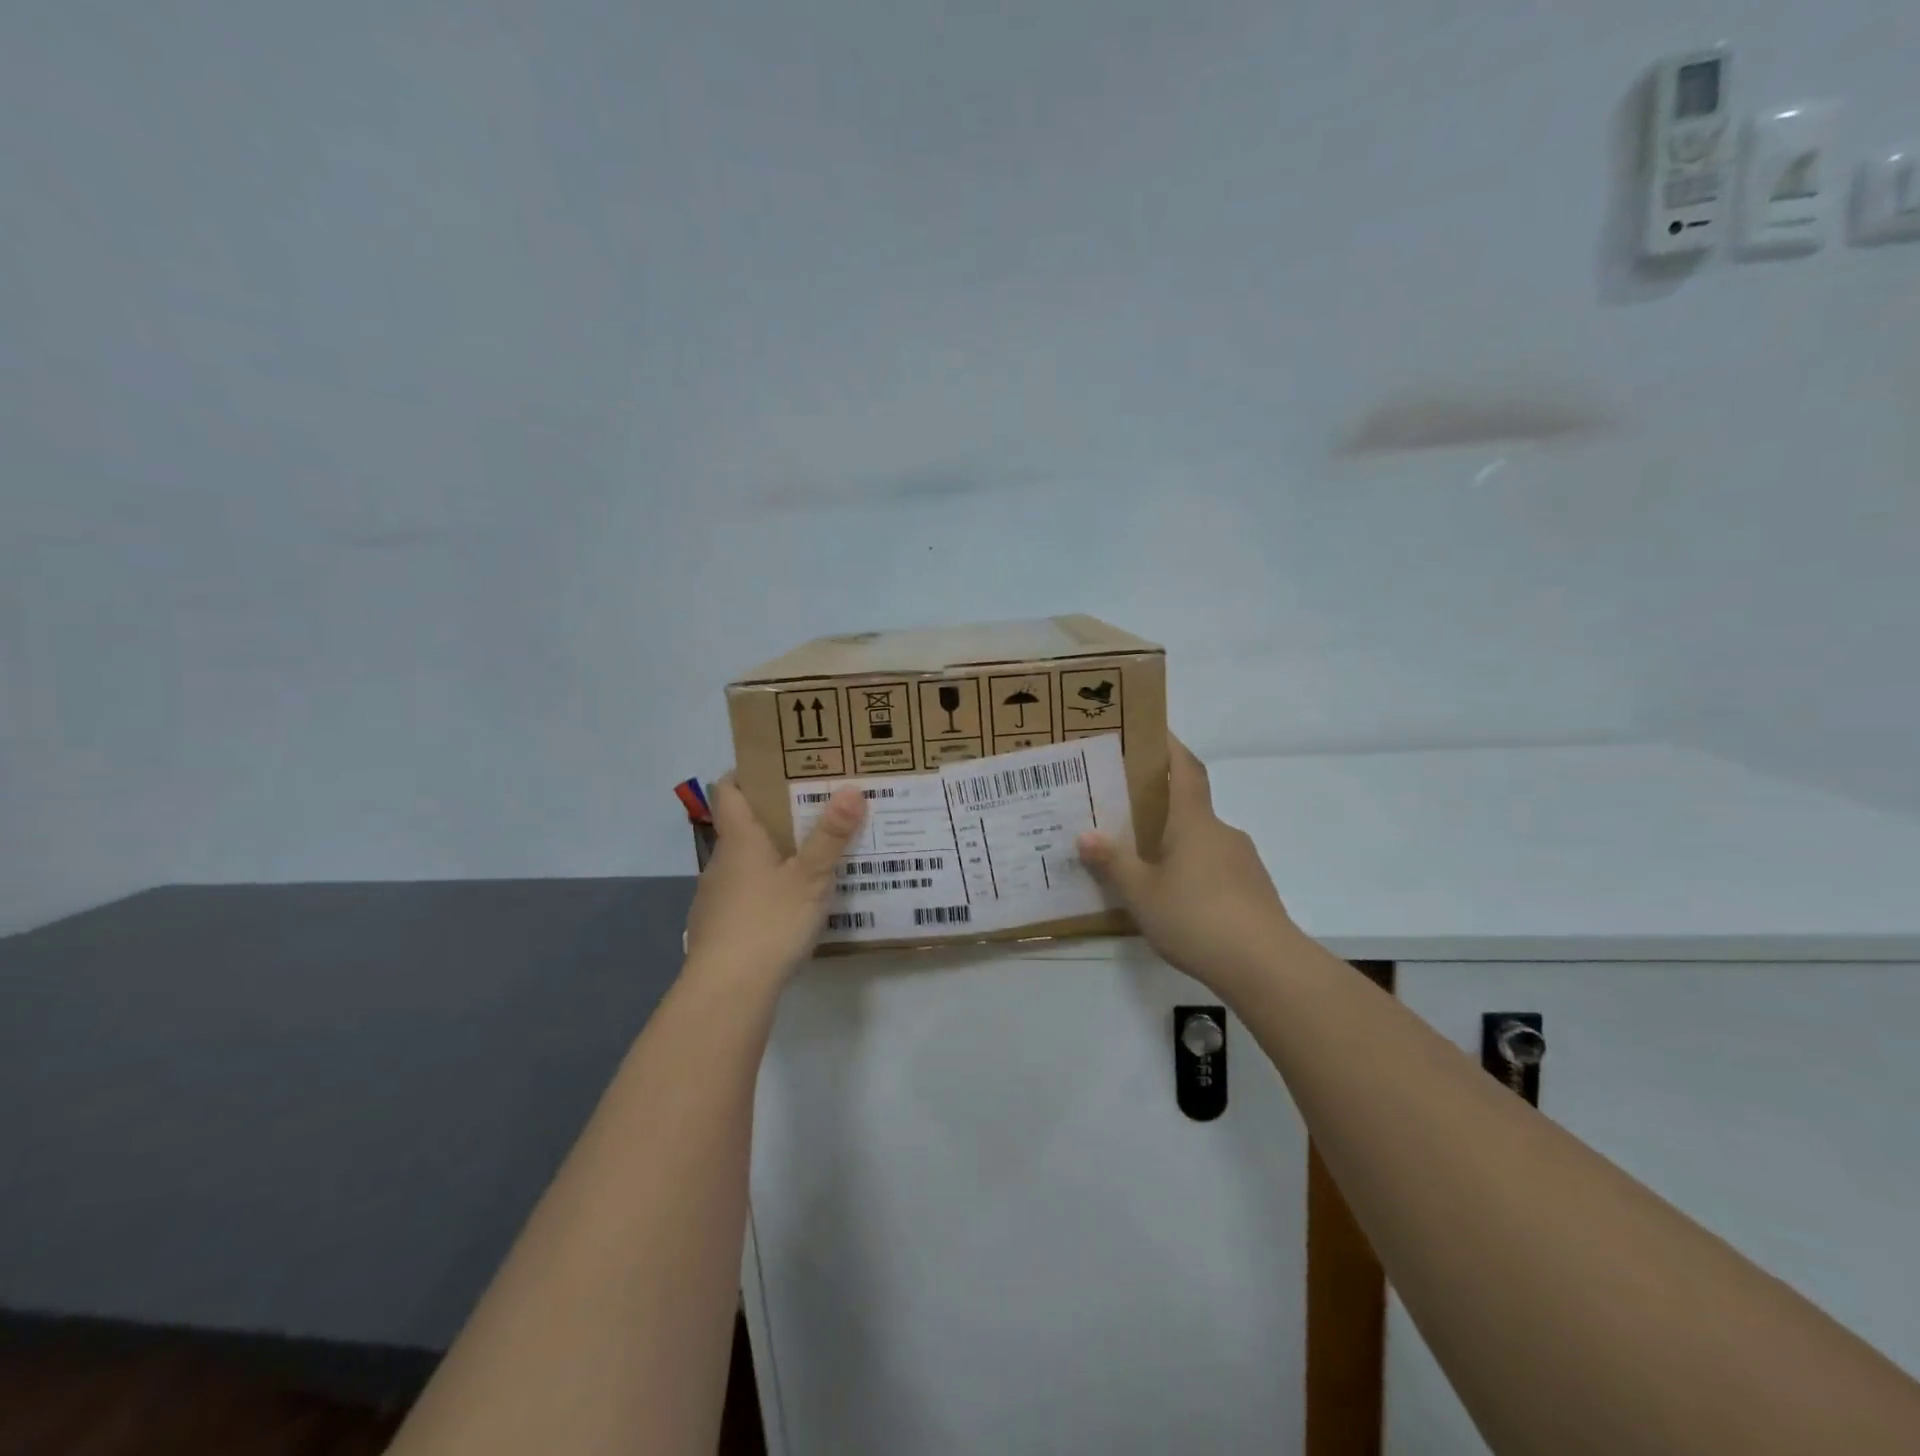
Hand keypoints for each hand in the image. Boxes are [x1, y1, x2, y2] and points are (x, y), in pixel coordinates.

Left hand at [684, 778, 867, 987]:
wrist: (727, 991)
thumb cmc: (768, 922)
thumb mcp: (811, 877)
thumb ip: (831, 835)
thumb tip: (851, 788)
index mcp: (739, 839)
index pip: (727, 789)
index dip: (746, 773)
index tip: (776, 767)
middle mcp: (721, 861)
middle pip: (741, 826)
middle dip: (774, 816)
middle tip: (814, 811)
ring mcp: (715, 897)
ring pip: (744, 863)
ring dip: (771, 856)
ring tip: (811, 859)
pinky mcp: (717, 928)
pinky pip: (743, 895)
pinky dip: (764, 890)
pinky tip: (790, 907)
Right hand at [1078, 736, 1294, 994]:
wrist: (1265, 966)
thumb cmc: (1196, 916)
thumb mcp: (1141, 892)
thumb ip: (1113, 863)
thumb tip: (1086, 836)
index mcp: (1194, 821)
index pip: (1186, 770)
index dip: (1172, 747)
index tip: (1155, 732)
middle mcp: (1222, 832)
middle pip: (1191, 808)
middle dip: (1161, 808)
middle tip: (1127, 818)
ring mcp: (1243, 862)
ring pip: (1203, 842)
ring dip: (1178, 846)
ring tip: (1146, 869)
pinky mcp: (1255, 892)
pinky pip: (1217, 870)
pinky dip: (1195, 874)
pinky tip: (1177, 903)